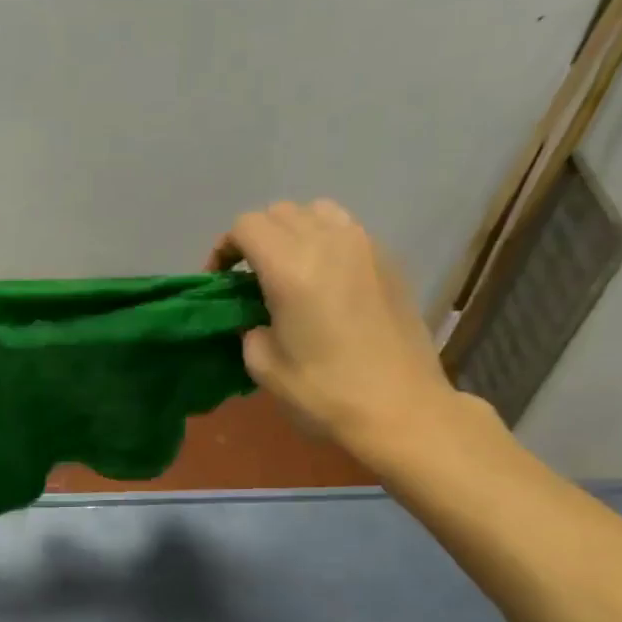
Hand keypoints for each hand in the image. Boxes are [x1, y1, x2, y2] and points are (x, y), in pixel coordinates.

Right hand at [208, 199, 462, 461]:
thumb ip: (250, 329)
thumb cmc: (325, 393)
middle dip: (256, 239)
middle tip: (248, 279)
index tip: (219, 282)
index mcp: (291, 267)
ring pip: (318, 212)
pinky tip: (324, 282)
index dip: (224, 248)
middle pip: (280, 213)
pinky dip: (325, 242)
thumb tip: (256, 317)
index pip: (247, 226)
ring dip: (293, 232)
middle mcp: (329, 243)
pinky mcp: (389, 261)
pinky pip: (347, 231)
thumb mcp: (264, 366)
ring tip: (288, 271)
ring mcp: (365, 247)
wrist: (401, 409)